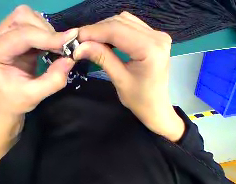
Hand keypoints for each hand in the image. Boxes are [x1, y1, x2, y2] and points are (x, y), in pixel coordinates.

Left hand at [0, 5, 76, 116]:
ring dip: (47, 31)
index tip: (71, 42)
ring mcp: (3, 35)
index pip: (22, 35)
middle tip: (63, 49)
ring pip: (27, 18)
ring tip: (57, 48)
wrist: (8, 103)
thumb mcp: (36, 95)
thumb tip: (70, 60)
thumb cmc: (17, 101)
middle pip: (23, 18)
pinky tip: (52, 47)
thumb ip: (54, 80)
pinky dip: (46, 34)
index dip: (48, 37)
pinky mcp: (13, 38)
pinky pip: (31, 26)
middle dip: (47, 31)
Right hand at [74, 12, 184, 141]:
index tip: (76, 37)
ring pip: (126, 23)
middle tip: (83, 42)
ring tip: (93, 42)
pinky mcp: (156, 41)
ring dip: (107, 30)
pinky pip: (132, 29)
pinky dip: (117, 33)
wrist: (155, 108)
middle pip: (121, 22)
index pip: (117, 30)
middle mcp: (158, 37)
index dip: (94, 32)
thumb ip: (102, 59)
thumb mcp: (120, 80)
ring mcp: (158, 37)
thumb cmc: (140, 101)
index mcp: (151, 49)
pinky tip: (108, 42)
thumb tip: (80, 46)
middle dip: (99, 30)